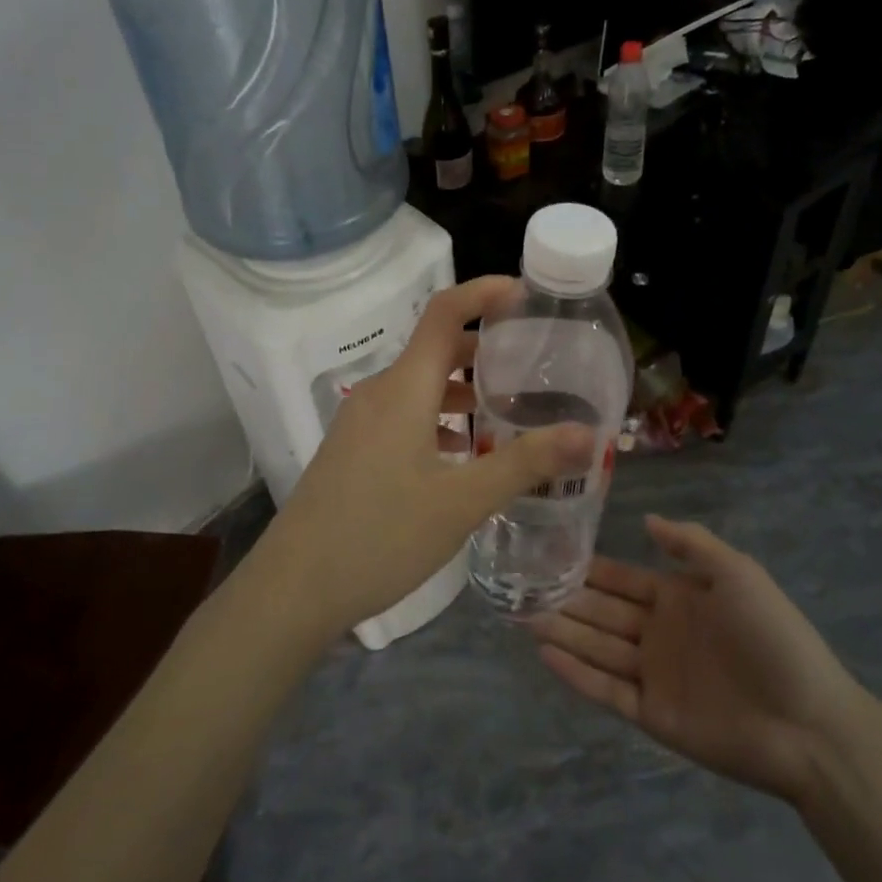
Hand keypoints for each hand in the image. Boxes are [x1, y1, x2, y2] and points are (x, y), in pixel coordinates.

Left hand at [251, 277, 594, 642]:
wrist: (294, 587)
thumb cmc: (380, 535)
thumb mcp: (462, 502)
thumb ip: (525, 464)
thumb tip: (587, 434)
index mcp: (403, 389)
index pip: (443, 313)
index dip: (484, 293)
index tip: (526, 295)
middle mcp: (378, 393)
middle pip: (435, 349)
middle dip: (484, 350)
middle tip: (533, 364)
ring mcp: (359, 422)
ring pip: (419, 387)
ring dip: (461, 391)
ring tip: (507, 414)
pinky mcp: (352, 450)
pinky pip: (402, 416)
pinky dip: (437, 420)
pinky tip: (461, 456)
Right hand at [532, 516, 869, 802]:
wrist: (809, 724)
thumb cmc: (773, 638)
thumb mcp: (738, 574)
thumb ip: (691, 545)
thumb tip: (644, 519)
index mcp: (677, 599)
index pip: (621, 579)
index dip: (588, 568)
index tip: (548, 553)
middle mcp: (658, 633)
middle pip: (601, 612)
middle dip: (563, 599)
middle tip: (519, 586)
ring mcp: (653, 675)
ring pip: (596, 648)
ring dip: (561, 631)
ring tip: (519, 615)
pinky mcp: (652, 715)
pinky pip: (606, 691)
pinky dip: (576, 674)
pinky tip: (545, 653)